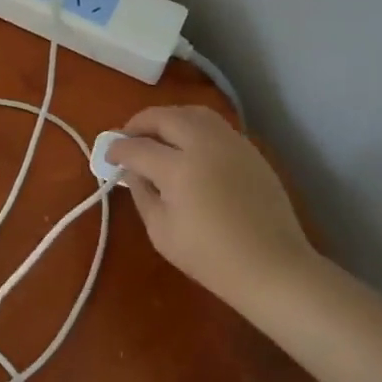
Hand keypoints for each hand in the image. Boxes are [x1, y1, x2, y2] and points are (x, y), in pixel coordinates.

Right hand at [106, 106, 316, 322]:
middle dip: (139, 123)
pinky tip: (188, 146)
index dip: (117, 149)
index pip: (137, 147)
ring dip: (168, 118)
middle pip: (164, 117)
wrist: (273, 268)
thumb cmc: (211, 258)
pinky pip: (214, 125)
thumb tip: (133, 171)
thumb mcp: (161, 232)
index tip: (109, 157)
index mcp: (179, 168)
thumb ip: (142, 193)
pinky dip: (193, 126)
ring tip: (158, 135)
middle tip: (128, 137)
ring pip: (192, 112)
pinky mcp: (249, 150)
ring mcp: (230, 143)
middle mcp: (204, 145)